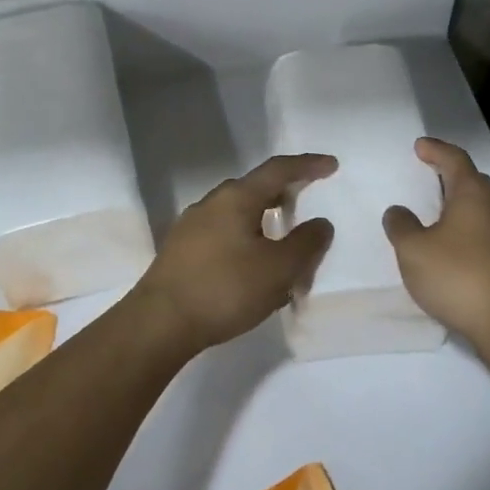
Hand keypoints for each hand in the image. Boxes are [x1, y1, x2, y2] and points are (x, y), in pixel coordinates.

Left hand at [129, 153, 336, 353]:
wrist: (159, 324)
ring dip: (264, 221)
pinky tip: (252, 266)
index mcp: (236, 198)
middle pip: (255, 189)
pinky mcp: (180, 251)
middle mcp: (211, 203)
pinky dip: (246, 240)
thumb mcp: (279, 269)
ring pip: (238, 214)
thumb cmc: (225, 289)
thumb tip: (320, 223)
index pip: (278, 170)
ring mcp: (191, 227)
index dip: (307, 165)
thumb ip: (306, 243)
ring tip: (282, 244)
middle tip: (306, 204)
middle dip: (284, 193)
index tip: (331, 165)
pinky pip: (223, 234)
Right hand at [384, 138, 489, 350]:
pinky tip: (453, 251)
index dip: (436, 150)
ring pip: (481, 210)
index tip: (420, 146)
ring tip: (436, 216)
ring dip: (459, 207)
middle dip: (450, 176)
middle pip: (473, 182)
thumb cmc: (459, 276)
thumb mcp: (414, 250)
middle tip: (429, 176)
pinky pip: (486, 235)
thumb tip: (398, 211)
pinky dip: (467, 233)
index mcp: (472, 195)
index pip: (455, 159)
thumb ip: (401, 226)